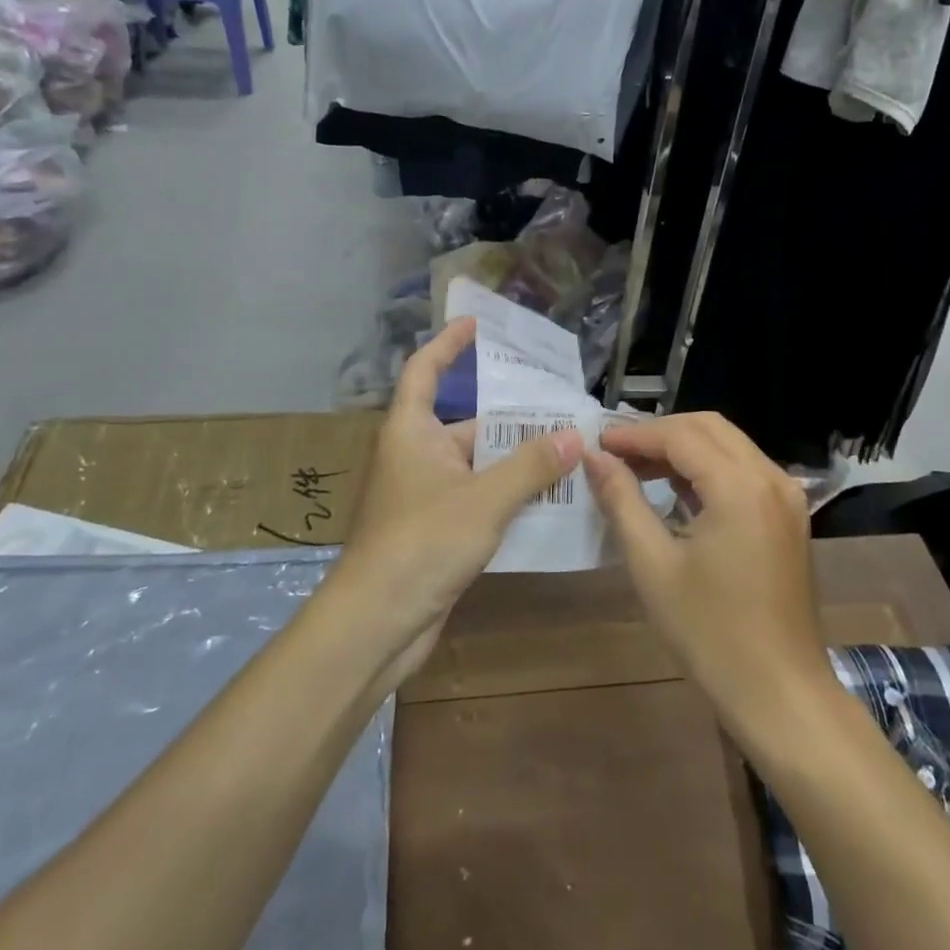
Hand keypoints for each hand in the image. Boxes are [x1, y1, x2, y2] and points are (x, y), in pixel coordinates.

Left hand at [328, 318, 580, 682]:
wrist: (376, 624)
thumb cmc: (422, 542)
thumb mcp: (484, 499)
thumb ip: (531, 466)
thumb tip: (573, 436)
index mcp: (411, 431)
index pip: (425, 370)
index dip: (448, 344)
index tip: (476, 324)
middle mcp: (416, 455)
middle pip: (466, 423)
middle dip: (511, 417)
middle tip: (560, 408)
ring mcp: (425, 495)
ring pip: (478, 464)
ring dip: (516, 460)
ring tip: (568, 450)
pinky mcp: (436, 530)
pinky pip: (478, 498)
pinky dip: (508, 495)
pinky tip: (549, 499)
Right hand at [584, 413, 830, 721]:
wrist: (781, 693)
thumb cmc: (710, 633)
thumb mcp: (653, 565)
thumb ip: (622, 500)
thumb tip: (594, 457)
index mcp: (740, 486)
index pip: (680, 435)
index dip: (635, 435)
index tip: (597, 443)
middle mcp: (770, 477)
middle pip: (708, 427)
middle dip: (659, 433)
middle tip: (616, 452)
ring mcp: (786, 496)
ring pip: (729, 445)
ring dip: (684, 448)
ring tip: (636, 467)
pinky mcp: (789, 516)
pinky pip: (744, 470)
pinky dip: (708, 469)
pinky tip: (676, 490)